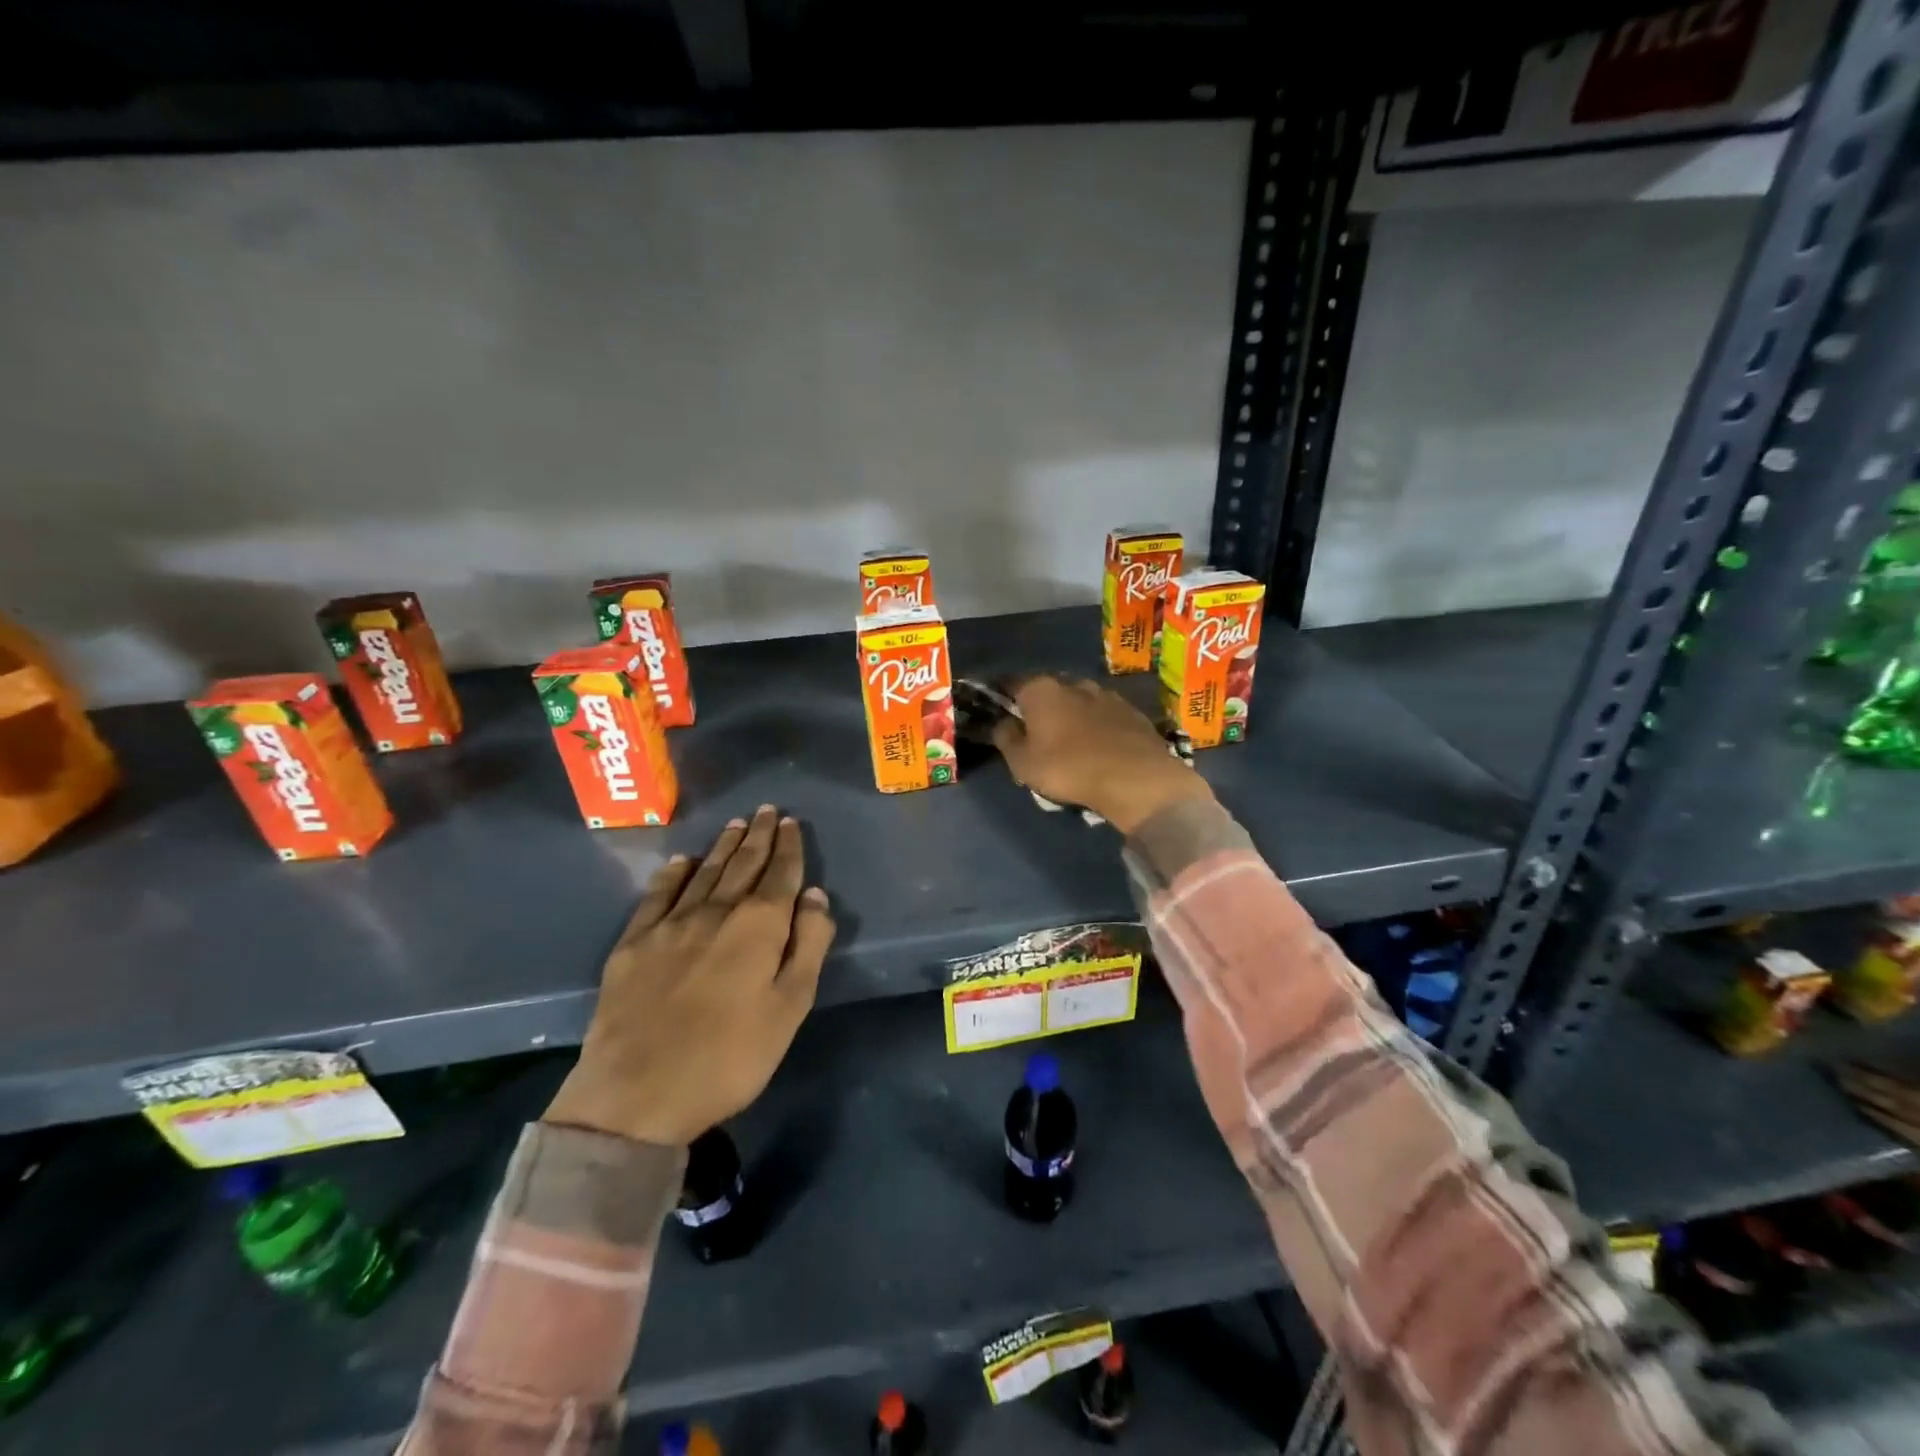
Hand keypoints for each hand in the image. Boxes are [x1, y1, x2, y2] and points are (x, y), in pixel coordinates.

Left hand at [545, 805, 836, 1146]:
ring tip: (735, 824)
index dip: (787, 847)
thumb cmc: (729, 1057)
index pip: (779, 874)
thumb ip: (808, 945)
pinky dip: (674, 873)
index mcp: (758, 926)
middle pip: (742, 864)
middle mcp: (715, 912)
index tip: (790, 822)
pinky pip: (658, 895)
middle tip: (766, 811)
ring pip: (704, 873)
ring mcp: (670, 925)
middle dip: (757, 836)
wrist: (635, 1096)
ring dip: (723, 846)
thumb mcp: (790, 1007)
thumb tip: (815, 895)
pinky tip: (682, 862)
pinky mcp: (634, 944)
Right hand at [991, 676, 1211, 834]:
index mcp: (1040, 690)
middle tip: (1037, 733)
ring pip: (1080, 701)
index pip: (1012, 683)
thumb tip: (1003, 723)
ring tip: (1072, 742)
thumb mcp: (1022, 763)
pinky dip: (1099, 726)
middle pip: (1049, 691)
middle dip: (1042, 707)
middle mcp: (1073, 683)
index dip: (1003, 696)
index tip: (1000, 710)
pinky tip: (1100, 747)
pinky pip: (1105, 716)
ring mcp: (1107, 694)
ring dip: (1073, 716)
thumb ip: (1006, 738)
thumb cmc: (1068, 768)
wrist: (1135, 778)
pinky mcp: (1132, 711)